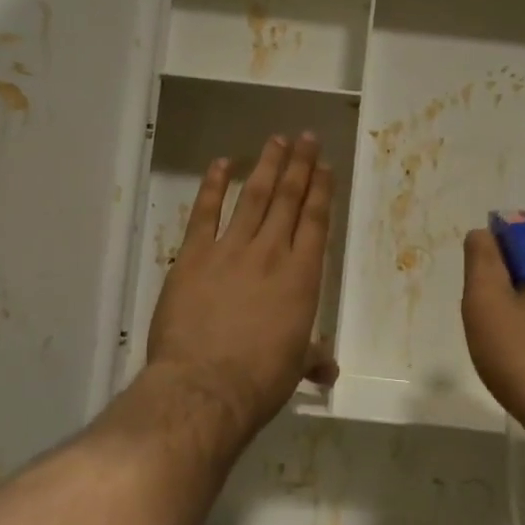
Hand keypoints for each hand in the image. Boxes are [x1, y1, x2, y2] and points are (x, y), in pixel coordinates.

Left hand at [144, 133, 337, 445]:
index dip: (321, 190)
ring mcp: (230, 249)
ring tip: (277, 140)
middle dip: (299, 165)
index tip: (325, 165)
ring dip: (266, 166)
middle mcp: (270, 252)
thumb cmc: (259, 381)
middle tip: (307, 137)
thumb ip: (313, 357)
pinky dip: (212, 185)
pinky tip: (221, 163)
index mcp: (301, 276)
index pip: (316, 221)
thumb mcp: (294, 367)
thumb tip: (330, 368)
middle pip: (287, 198)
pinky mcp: (194, 255)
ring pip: (252, 196)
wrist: (205, 387)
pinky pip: (205, 212)